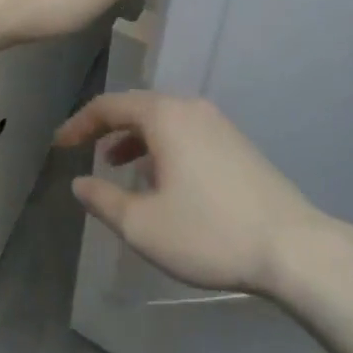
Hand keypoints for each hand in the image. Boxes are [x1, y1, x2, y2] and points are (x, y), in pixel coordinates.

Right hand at [53, 92, 333, 296]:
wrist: (293, 247)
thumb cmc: (208, 232)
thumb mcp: (143, 225)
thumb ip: (103, 201)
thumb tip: (79, 183)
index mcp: (165, 116)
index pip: (109, 106)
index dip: (79, 123)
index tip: (59, 145)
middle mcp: (190, 108)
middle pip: (138, 107)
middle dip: (107, 128)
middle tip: (84, 151)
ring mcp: (218, 123)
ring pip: (164, 121)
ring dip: (135, 139)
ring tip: (117, 168)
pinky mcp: (237, 143)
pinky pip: (186, 132)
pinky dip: (162, 147)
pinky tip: (161, 180)